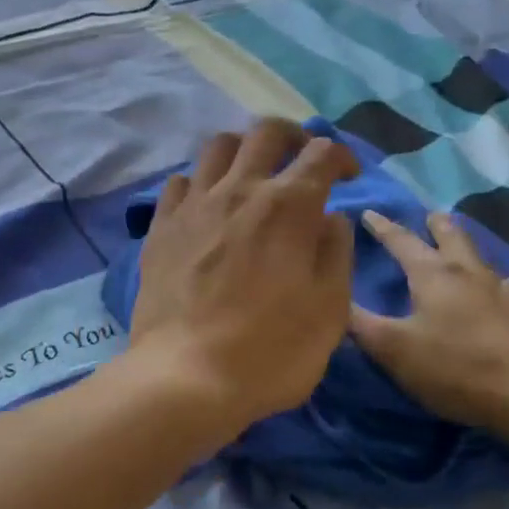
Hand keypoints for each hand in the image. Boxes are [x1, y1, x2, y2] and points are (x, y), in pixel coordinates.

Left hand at [125, 119, 358, 436]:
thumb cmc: (271, 350)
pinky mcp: (161, 227)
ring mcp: (193, 206)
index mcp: (288, 206)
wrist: (187, 376)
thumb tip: (330, 217)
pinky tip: (206, 206)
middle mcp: (239, 190)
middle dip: (292, 136)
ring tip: (252, 175)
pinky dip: (199, 183)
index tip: (348, 177)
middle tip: (302, 159)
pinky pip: (178, 182)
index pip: (322, 153)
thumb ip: (336, 252)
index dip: (342, 157)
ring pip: (218, 147)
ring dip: (243, 150)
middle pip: (266, 132)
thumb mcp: (330, 309)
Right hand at [349, 209, 508, 435]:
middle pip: (451, 237)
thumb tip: (333, 299)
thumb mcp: (393, 349)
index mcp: (433, 275)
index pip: (402, 241)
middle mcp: (467, 273)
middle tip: (428, 216)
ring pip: (479, 258)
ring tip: (458, 250)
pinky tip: (493, 292)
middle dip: (435, 225)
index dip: (383, 227)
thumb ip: (360, 324)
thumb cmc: (454, 367)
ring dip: (464, 248)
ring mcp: (500, 293)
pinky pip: (501, 287)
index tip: (369, 212)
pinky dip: (489, 281)